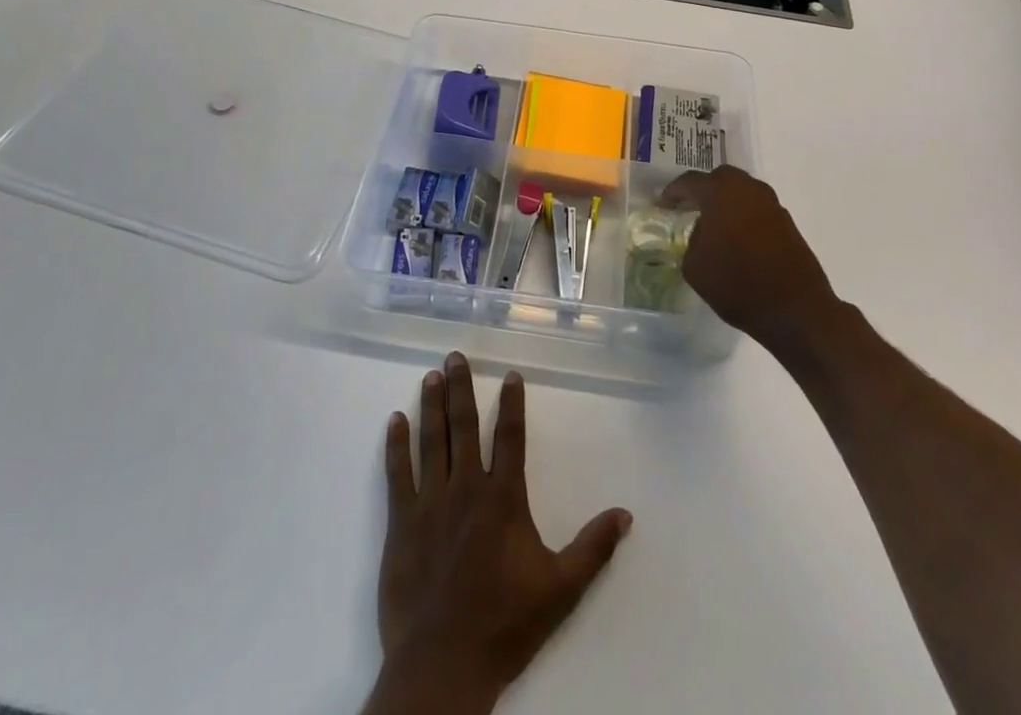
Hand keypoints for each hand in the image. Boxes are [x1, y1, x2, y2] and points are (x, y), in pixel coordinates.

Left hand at [363, 353, 631, 714]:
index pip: (510, 437)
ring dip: (431, 406)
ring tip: (430, 376)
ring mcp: (431, 503)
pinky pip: (398, 474)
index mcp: (503, 498)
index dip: (512, 403)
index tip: (510, 375)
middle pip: (464, 426)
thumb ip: (593, 549)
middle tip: (454, 357)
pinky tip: (394, 421)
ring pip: (432, 441)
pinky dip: (396, 446)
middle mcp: (466, 488)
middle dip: (460, 388)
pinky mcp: (402, 523)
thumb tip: (625, 514)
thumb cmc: (504, 623)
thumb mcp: (560, 589)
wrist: (443, 664)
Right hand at [663, 165, 837, 348]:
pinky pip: (757, 207)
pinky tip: (737, 236)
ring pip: (742, 190)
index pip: (690, 181)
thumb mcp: (695, 267)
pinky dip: (744, 214)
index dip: (673, 192)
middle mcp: (747, 190)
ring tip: (714, 222)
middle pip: (720, 177)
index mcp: (720, 194)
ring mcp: (771, 204)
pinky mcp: (787, 222)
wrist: (795, 310)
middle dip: (704, 189)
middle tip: (691, 206)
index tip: (664, 204)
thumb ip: (693, 240)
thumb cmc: (737, 286)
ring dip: (727, 200)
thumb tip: (702, 232)